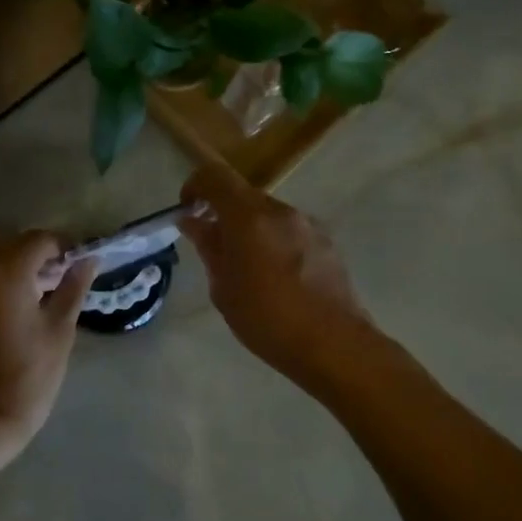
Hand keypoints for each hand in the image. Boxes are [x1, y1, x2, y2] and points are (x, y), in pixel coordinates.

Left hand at [0, 231, 96, 457]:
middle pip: (14, 247)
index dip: (64, 248)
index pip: (40, 240)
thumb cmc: (28, 376)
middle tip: (65, 283)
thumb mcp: (59, 331)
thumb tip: (89, 260)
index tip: (80, 267)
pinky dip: (1, 287)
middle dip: (41, 258)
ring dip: (20, 271)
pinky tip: (18, 313)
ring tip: (45, 299)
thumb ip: (73, 288)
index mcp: (6, 272)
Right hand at [177, 161, 377, 389]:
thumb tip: (193, 222)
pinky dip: (273, 242)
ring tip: (246, 268)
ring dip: (250, 230)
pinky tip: (275, 278)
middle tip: (213, 246)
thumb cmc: (266, 319)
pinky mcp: (327, 243)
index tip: (188, 210)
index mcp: (249, 217)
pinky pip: (289, 231)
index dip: (196, 186)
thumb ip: (208, 247)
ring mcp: (308, 225)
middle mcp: (281, 211)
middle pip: (243, 195)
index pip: (215, 176)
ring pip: (268, 214)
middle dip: (223, 213)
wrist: (333, 345)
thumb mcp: (223, 287)